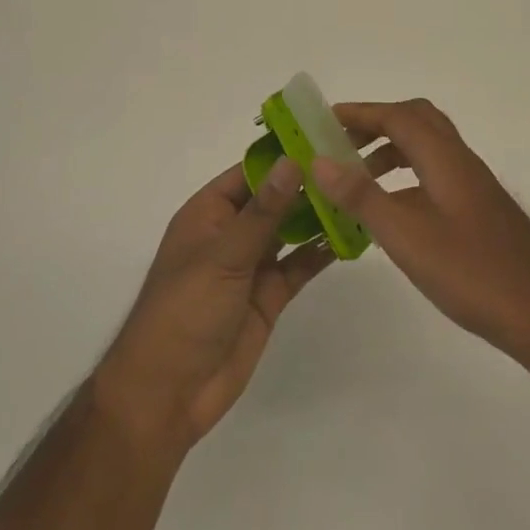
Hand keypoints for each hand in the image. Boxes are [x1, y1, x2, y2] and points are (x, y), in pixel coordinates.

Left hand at [95, 158, 332, 456]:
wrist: (169, 393)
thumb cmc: (185, 310)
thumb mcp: (224, 255)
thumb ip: (263, 211)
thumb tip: (292, 160)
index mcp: (208, 214)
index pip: (249, 172)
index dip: (283, 155)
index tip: (324, 136)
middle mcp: (231, 233)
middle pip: (274, 199)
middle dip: (308, 183)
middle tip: (354, 162)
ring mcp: (252, 264)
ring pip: (291, 229)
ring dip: (319, 214)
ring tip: (360, 191)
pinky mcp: (269, 295)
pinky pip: (300, 264)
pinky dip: (323, 250)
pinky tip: (353, 234)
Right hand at [312, 99, 529, 366]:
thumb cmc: (472, 272)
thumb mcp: (406, 236)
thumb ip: (362, 196)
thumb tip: (319, 160)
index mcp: (445, 158)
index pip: (398, 116)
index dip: (360, 112)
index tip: (323, 119)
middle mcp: (461, 161)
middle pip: (417, 121)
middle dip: (376, 124)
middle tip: (340, 142)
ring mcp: (474, 186)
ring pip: (427, 148)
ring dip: (391, 151)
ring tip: (356, 177)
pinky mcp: (479, 210)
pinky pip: (435, 174)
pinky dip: (407, 177)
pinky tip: (393, 211)